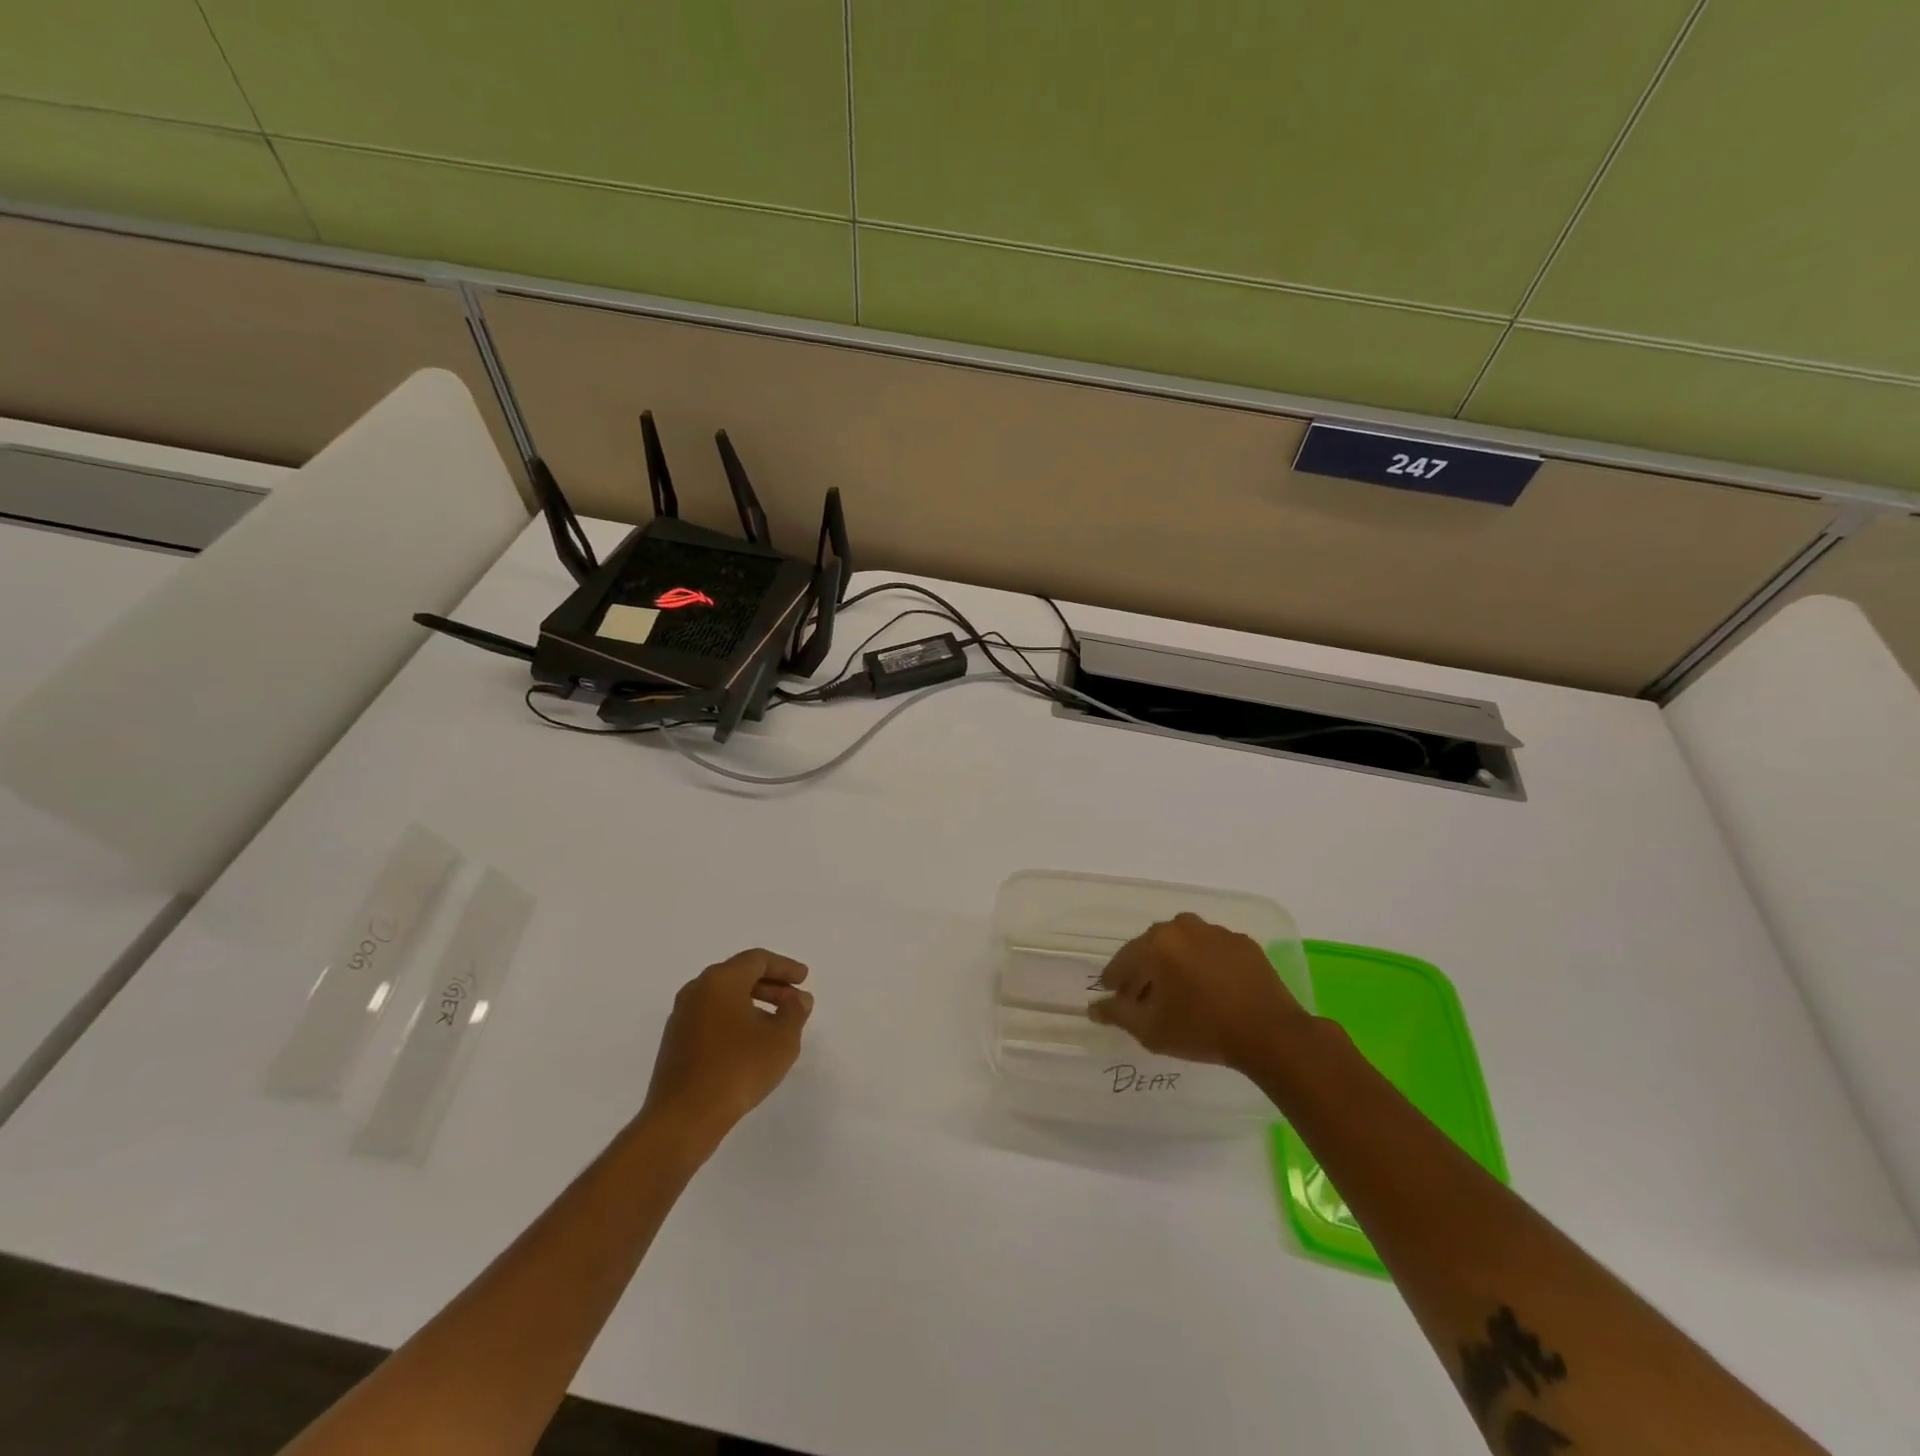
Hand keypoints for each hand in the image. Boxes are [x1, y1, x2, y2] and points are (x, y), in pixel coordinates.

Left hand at [642, 949, 812, 1137]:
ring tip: (777, 1024)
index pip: (757, 960)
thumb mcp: (781, 1039)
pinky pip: (711, 1017)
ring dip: (753, 1004)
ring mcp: (682, 1017)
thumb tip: (797, 999)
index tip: (804, 979)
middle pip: (739, 975)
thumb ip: (794, 1012)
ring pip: (724, 997)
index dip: (785, 967)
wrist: (683, 1118)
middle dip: (771, 985)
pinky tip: (750, 1043)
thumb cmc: (738, 1069)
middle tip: (794, 1000)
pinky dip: (735, 1020)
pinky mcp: (675, 1042)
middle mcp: (697, 990)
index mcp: (720, 980)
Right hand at [1090, 913, 1306, 1070]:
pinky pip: (1212, 949)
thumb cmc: (1203, 1030)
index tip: (1113, 994)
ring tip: (1178, 991)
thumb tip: (1094, 1008)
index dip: (1115, 979)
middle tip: (1143, 996)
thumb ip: (1118, 1015)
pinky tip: (1209, 988)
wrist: (1271, 1034)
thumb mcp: (1151, 1030)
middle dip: (1144, 970)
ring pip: (1183, 944)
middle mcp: (1183, 927)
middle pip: (1153, 947)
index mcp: (1157, 943)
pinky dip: (1204, 963)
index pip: (1124, 959)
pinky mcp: (1243, 942)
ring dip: (1174, 963)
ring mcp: (1216, 932)